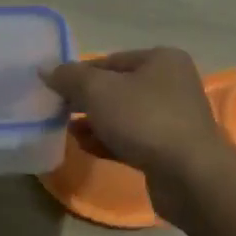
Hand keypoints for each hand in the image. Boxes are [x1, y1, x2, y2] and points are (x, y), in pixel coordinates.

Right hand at [41, 48, 230, 204]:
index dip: (79, 73)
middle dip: (86, 100)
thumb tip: (46, 69)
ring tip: (66, 130)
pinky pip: (131, 140)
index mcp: (162, 60)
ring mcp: (173, 119)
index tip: (54, 89)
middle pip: (117, 88)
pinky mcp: (169, 150)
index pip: (110, 61)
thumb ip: (69, 77)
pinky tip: (84, 147)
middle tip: (57, 111)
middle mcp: (171, 84)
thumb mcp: (98, 91)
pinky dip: (108, 142)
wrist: (188, 175)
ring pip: (123, 116)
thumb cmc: (144, 120)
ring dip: (94, 123)